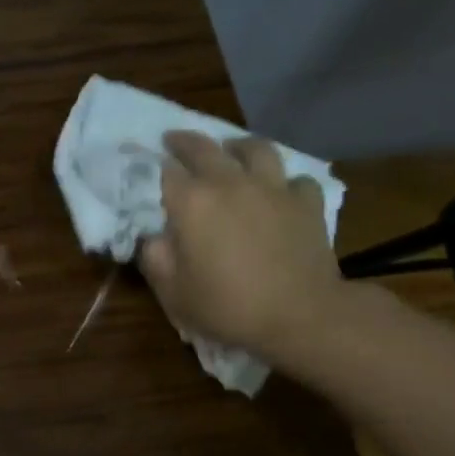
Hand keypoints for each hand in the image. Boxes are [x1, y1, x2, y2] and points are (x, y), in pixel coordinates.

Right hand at [139, 131, 348, 363]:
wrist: (301, 315)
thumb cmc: (228, 306)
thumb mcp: (174, 293)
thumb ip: (156, 259)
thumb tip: (153, 238)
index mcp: (192, 203)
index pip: (165, 171)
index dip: (153, 165)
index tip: (147, 164)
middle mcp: (230, 183)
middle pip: (204, 148)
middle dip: (185, 142)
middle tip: (174, 140)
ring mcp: (273, 188)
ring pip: (256, 148)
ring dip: (238, 146)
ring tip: (233, 152)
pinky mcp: (307, 202)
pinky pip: (295, 180)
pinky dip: (285, 183)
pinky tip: (281, 193)